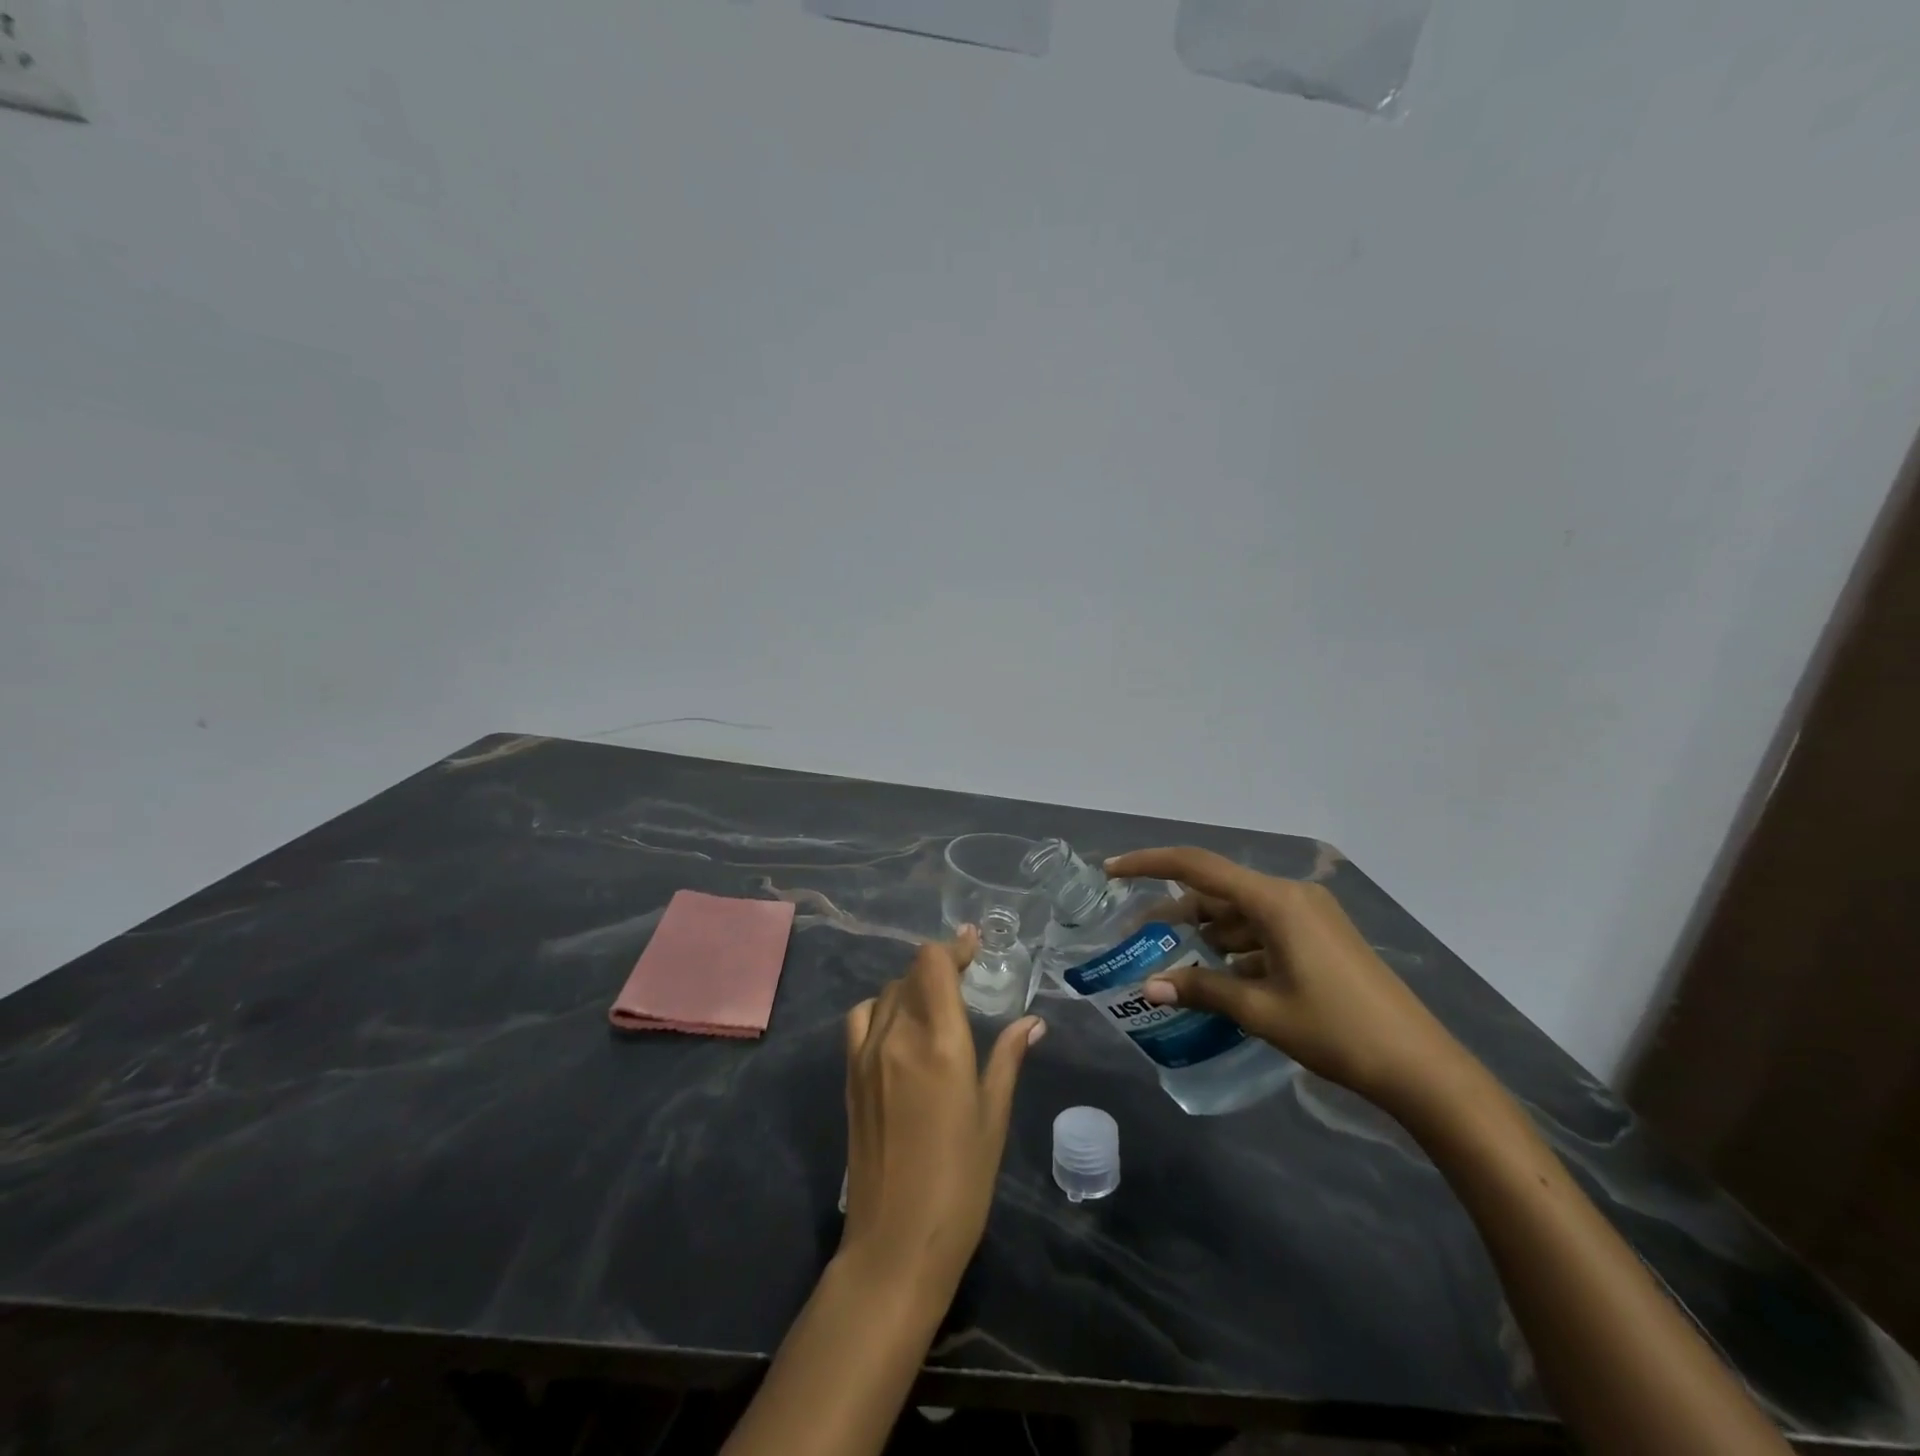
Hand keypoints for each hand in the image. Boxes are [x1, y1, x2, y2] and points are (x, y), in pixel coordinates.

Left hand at [840, 929, 1045, 1297]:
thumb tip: (1031, 1022)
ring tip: (935, 1005)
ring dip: (911, 988)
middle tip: (966, 977)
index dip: (954, 947)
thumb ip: (1008, 1059)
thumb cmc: (960, 1182)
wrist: (895, 1242)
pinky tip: (899, 1031)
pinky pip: (862, 1019)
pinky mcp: (850, 1075)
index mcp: (939, 1041)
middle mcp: (897, 1035)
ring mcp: (866, 1054)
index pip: (934, 965)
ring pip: (886, 994)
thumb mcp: (993, 1117)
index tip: (973, 942)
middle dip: (939, 967)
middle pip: (910, 974)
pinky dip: (882, 1009)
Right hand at [1106, 847, 1467, 1113]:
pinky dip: (1237, 948)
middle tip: (1141, 935)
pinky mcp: (1322, 938)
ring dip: (1208, 934)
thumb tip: (1148, 987)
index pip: (1198, 867)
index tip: (1113, 870)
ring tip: (1174, 961)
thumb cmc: (1337, 1031)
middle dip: (1178, 912)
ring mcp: (1311, 917)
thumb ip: (1202, 990)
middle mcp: (1292, 897)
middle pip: (1219, 892)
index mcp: (1276, 901)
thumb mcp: (1261, 1010)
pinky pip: (1265, 931)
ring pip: (1242, 914)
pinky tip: (1220, 976)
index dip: (1150, 863)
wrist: (1422, 1068)